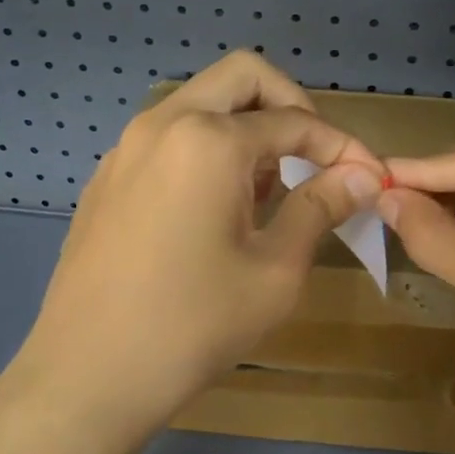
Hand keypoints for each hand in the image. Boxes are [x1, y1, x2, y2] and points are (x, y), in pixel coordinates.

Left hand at [5, 52, 384, 435]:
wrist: (85, 377)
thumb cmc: (192, 325)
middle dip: (290, 105)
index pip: (294, 121)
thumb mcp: (276, 270)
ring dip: (246, 124)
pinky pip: (171, 133)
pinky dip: (207, 145)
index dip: (340, 146)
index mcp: (209, 140)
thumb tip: (363, 175)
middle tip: (313, 156)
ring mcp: (128, 146)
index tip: (369, 175)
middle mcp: (165, 123)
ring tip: (266, 189)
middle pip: (243, 76)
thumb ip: (321, 207)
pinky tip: (215, 207)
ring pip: (203, 101)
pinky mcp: (109, 174)